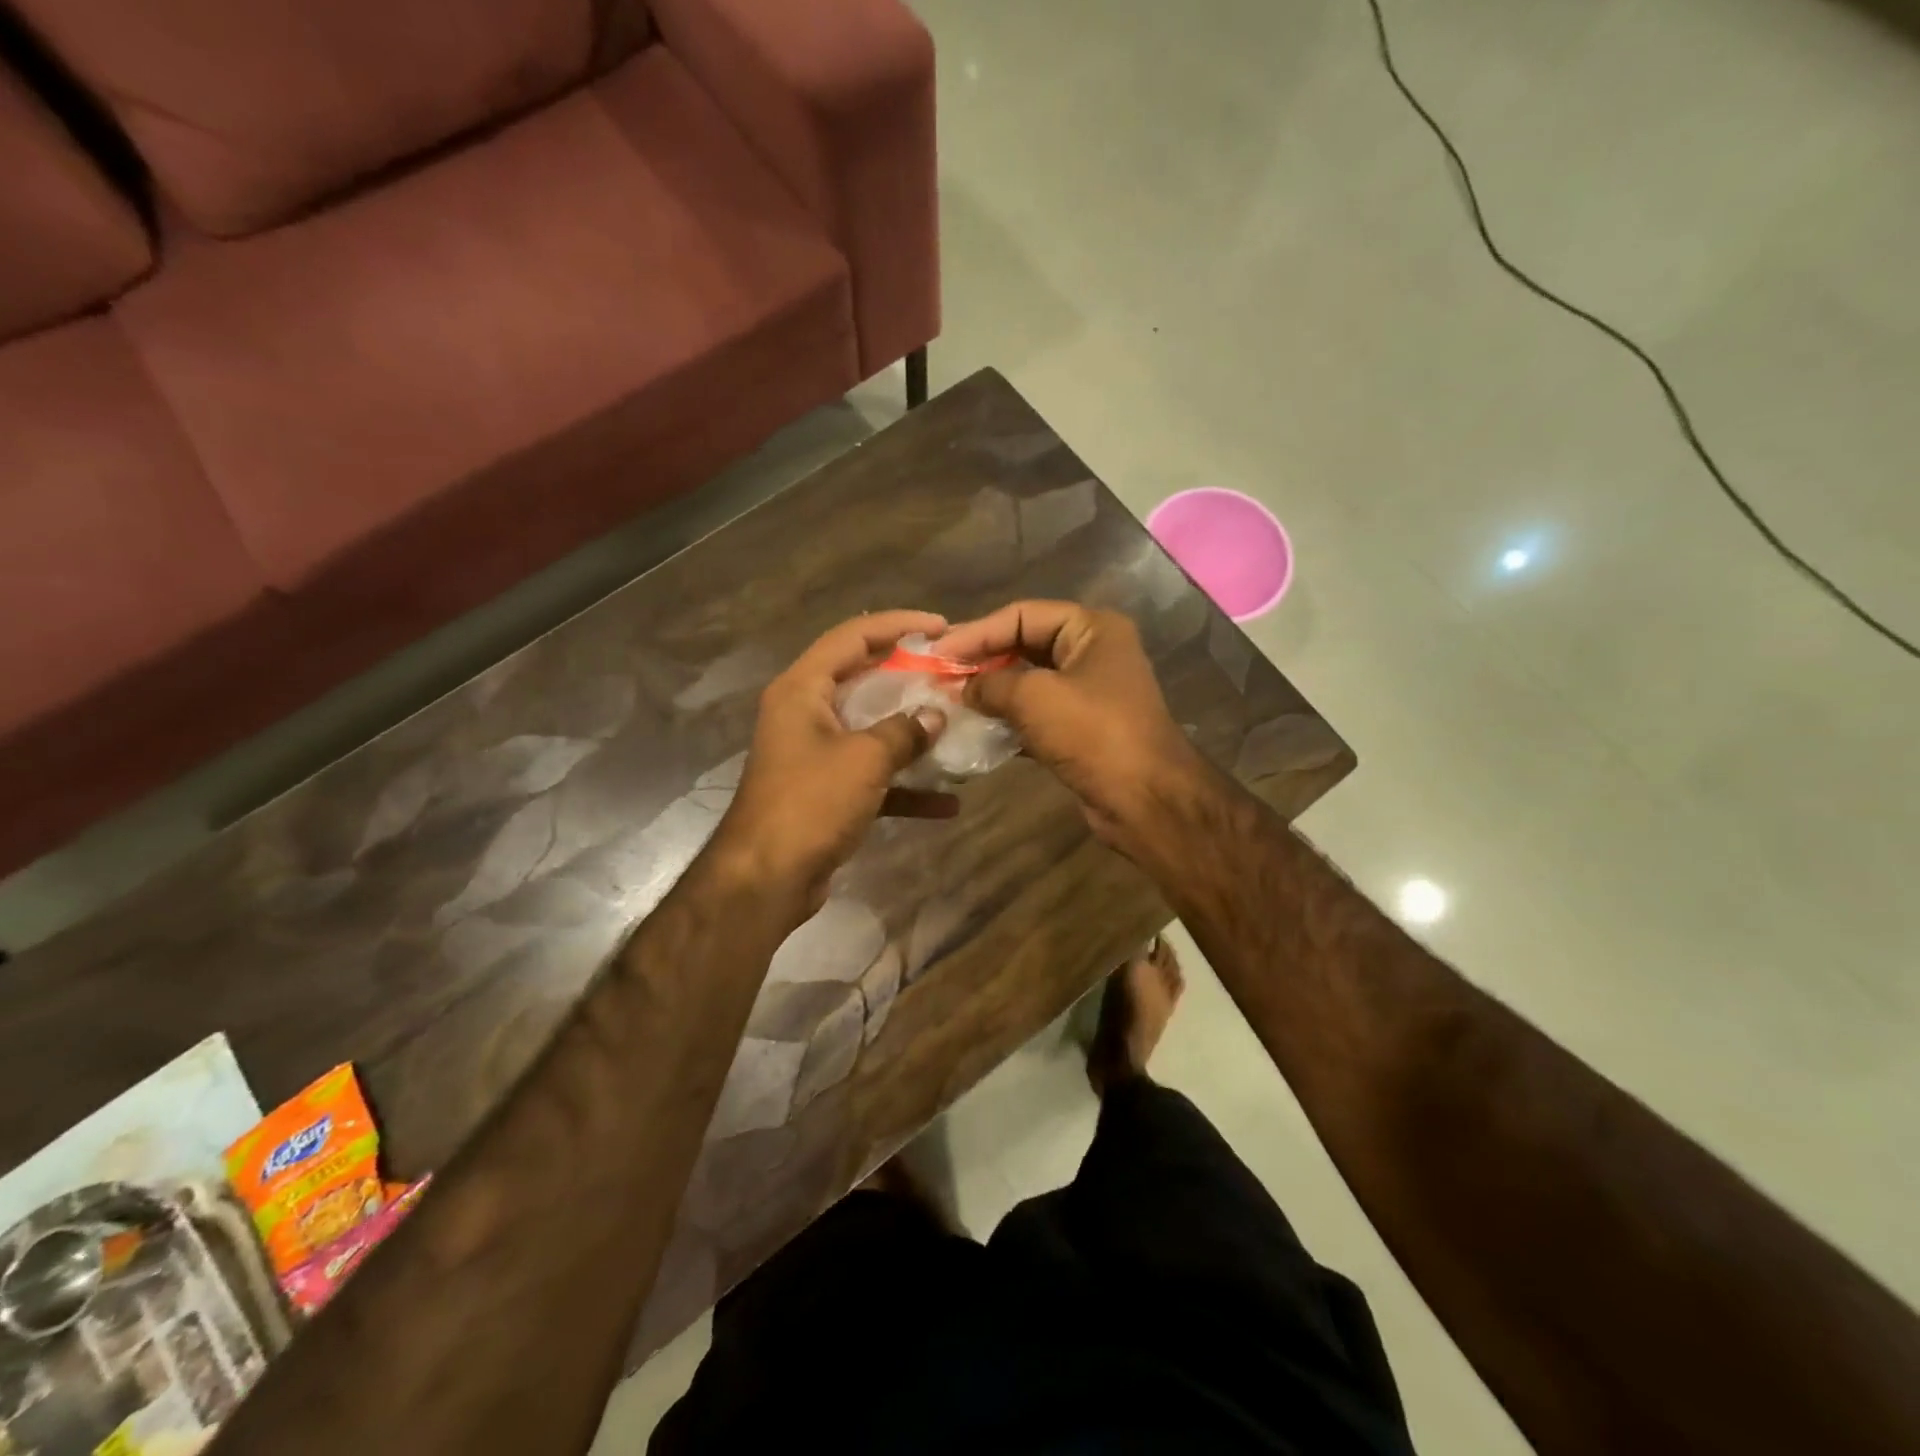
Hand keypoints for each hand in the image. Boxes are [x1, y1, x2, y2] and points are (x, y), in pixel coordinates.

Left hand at [712, 611, 957, 913]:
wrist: (766, 879)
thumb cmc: (810, 803)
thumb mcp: (864, 759)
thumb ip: (904, 731)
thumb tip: (935, 715)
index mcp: (802, 689)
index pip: (852, 636)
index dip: (897, 625)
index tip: (940, 626)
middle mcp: (804, 713)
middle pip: (862, 679)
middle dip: (909, 677)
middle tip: (951, 673)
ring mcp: (814, 754)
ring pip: (870, 729)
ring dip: (911, 732)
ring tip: (955, 727)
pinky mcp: (825, 791)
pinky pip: (871, 776)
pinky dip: (904, 785)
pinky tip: (947, 802)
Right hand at [936, 602, 1205, 854]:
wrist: (1145, 800)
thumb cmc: (1093, 733)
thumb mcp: (1034, 698)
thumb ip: (990, 684)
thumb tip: (962, 688)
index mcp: (1092, 629)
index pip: (1022, 614)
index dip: (977, 631)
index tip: (937, 651)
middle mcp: (1093, 653)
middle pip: (1025, 645)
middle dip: (982, 660)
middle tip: (939, 673)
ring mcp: (1089, 693)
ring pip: (1028, 682)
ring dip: (991, 691)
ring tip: (950, 700)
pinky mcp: (1081, 729)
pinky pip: (1036, 714)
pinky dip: (1007, 719)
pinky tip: (975, 728)